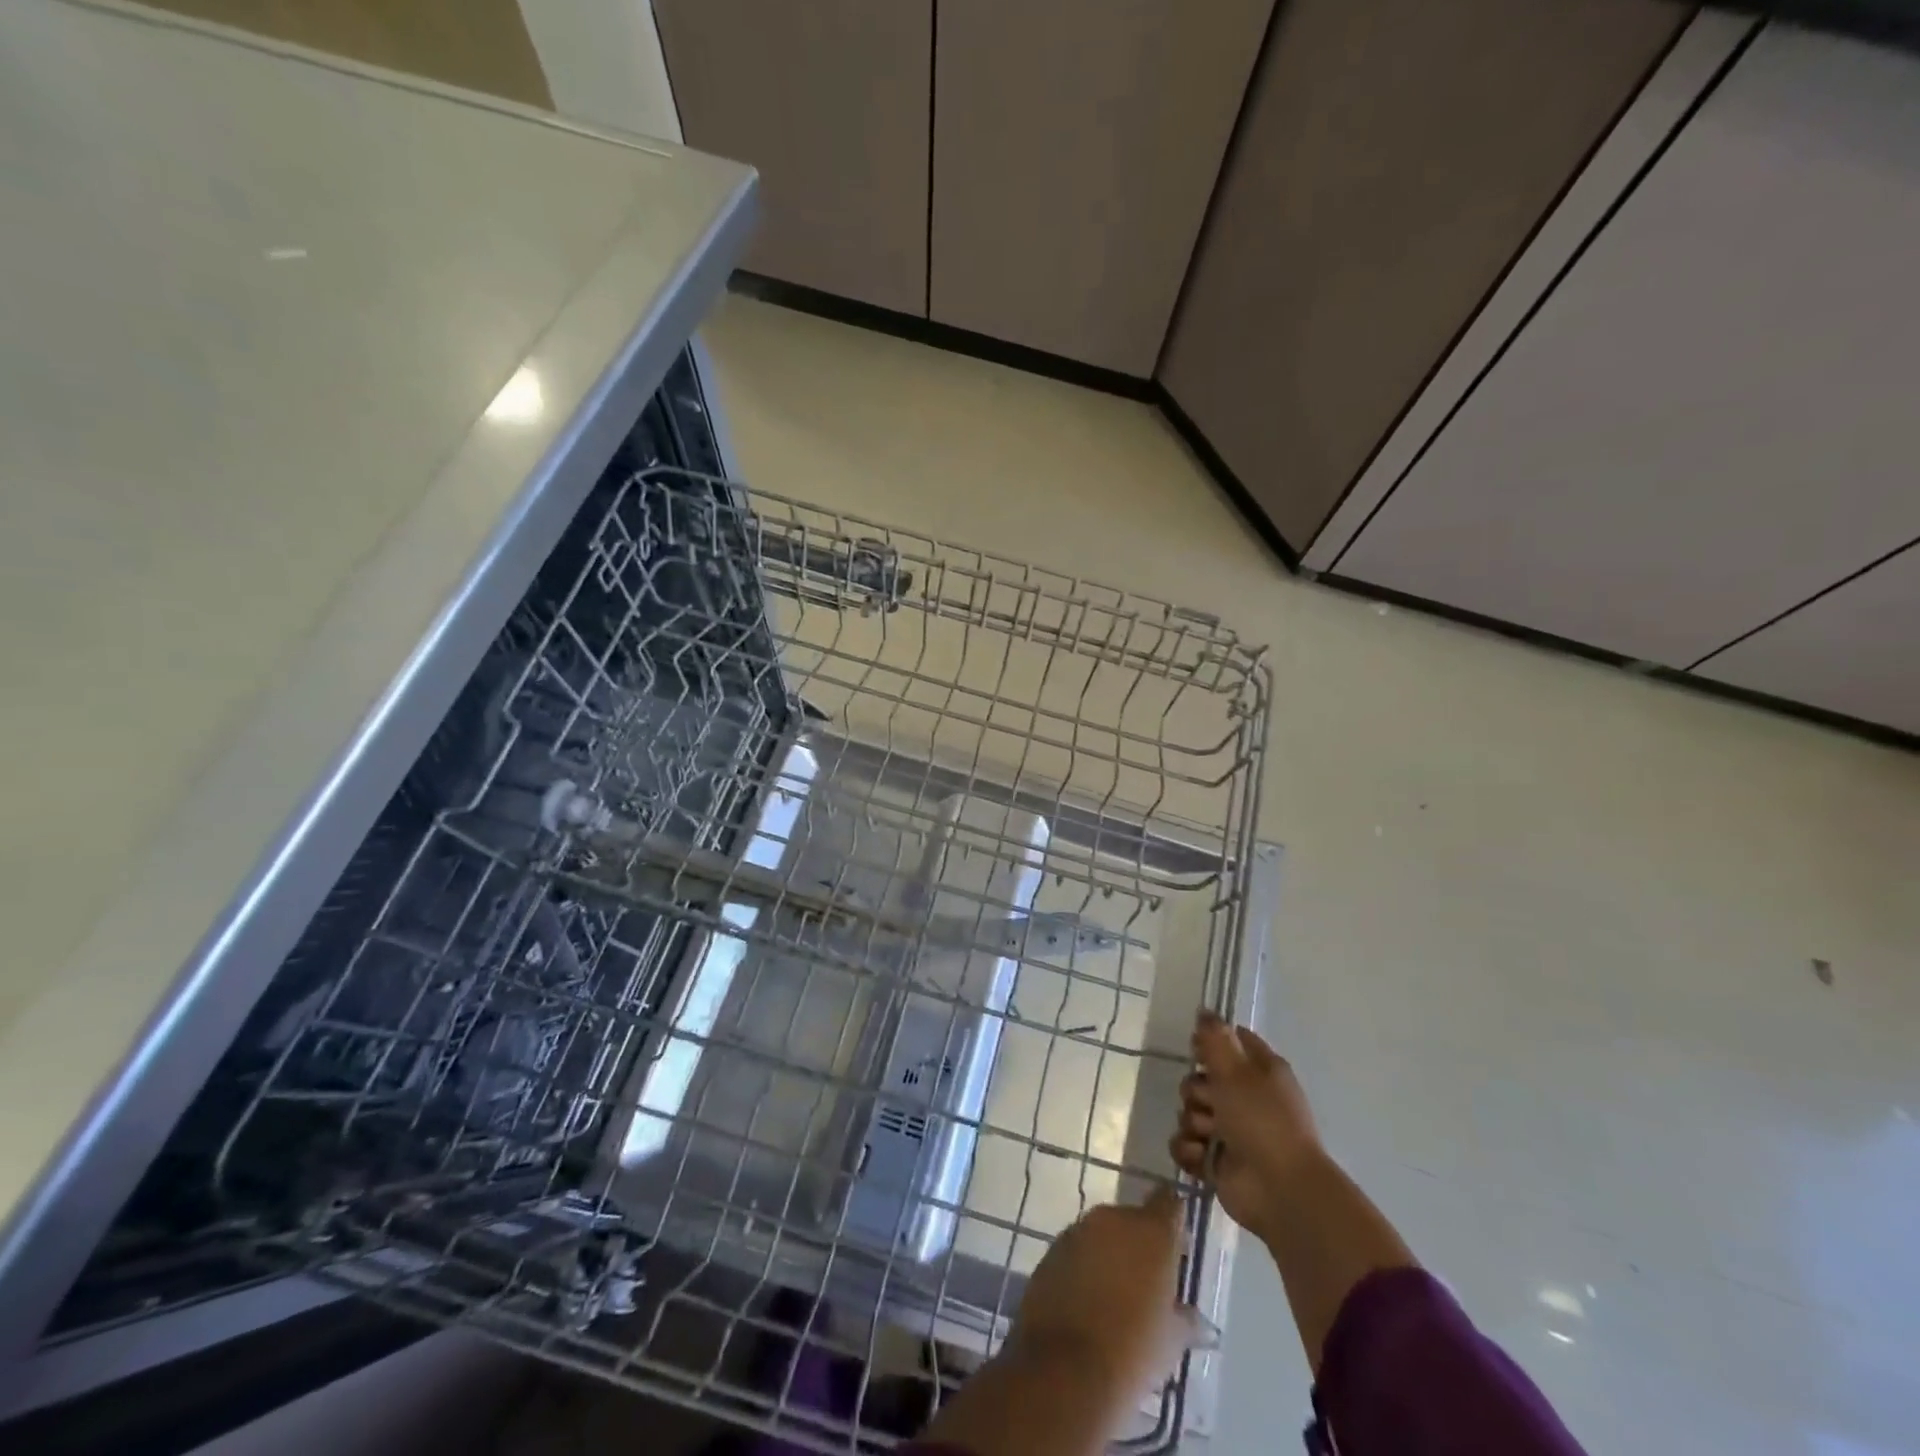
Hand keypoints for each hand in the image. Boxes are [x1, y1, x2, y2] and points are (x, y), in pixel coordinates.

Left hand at [1010, 1184, 1187, 1399]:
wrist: (1065, 1367)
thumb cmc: (1133, 1350)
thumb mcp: (1171, 1340)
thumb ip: (1186, 1320)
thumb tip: (1202, 1323)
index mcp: (1151, 1231)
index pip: (1169, 1203)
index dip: (1175, 1217)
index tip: (1180, 1242)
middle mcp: (1114, 1219)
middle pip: (1134, 1219)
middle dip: (1142, 1243)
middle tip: (1150, 1280)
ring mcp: (1078, 1230)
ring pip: (1103, 1234)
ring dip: (1111, 1253)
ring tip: (1118, 1294)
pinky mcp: (1052, 1249)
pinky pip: (1077, 1250)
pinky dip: (1086, 1266)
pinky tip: (1089, 1300)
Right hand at [1170, 1013, 1321, 1239]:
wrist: (1280, 1190)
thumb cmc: (1263, 1121)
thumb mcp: (1236, 1071)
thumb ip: (1215, 1038)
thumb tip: (1204, 1010)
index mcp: (1260, 1071)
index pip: (1230, 1042)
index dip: (1210, 1043)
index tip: (1199, 1051)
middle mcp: (1245, 1098)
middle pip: (1200, 1079)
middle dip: (1196, 1091)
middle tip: (1210, 1102)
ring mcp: (1230, 1131)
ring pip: (1189, 1112)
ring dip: (1194, 1123)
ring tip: (1210, 1136)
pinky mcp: (1216, 1161)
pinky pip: (1187, 1144)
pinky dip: (1190, 1151)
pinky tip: (1202, 1157)